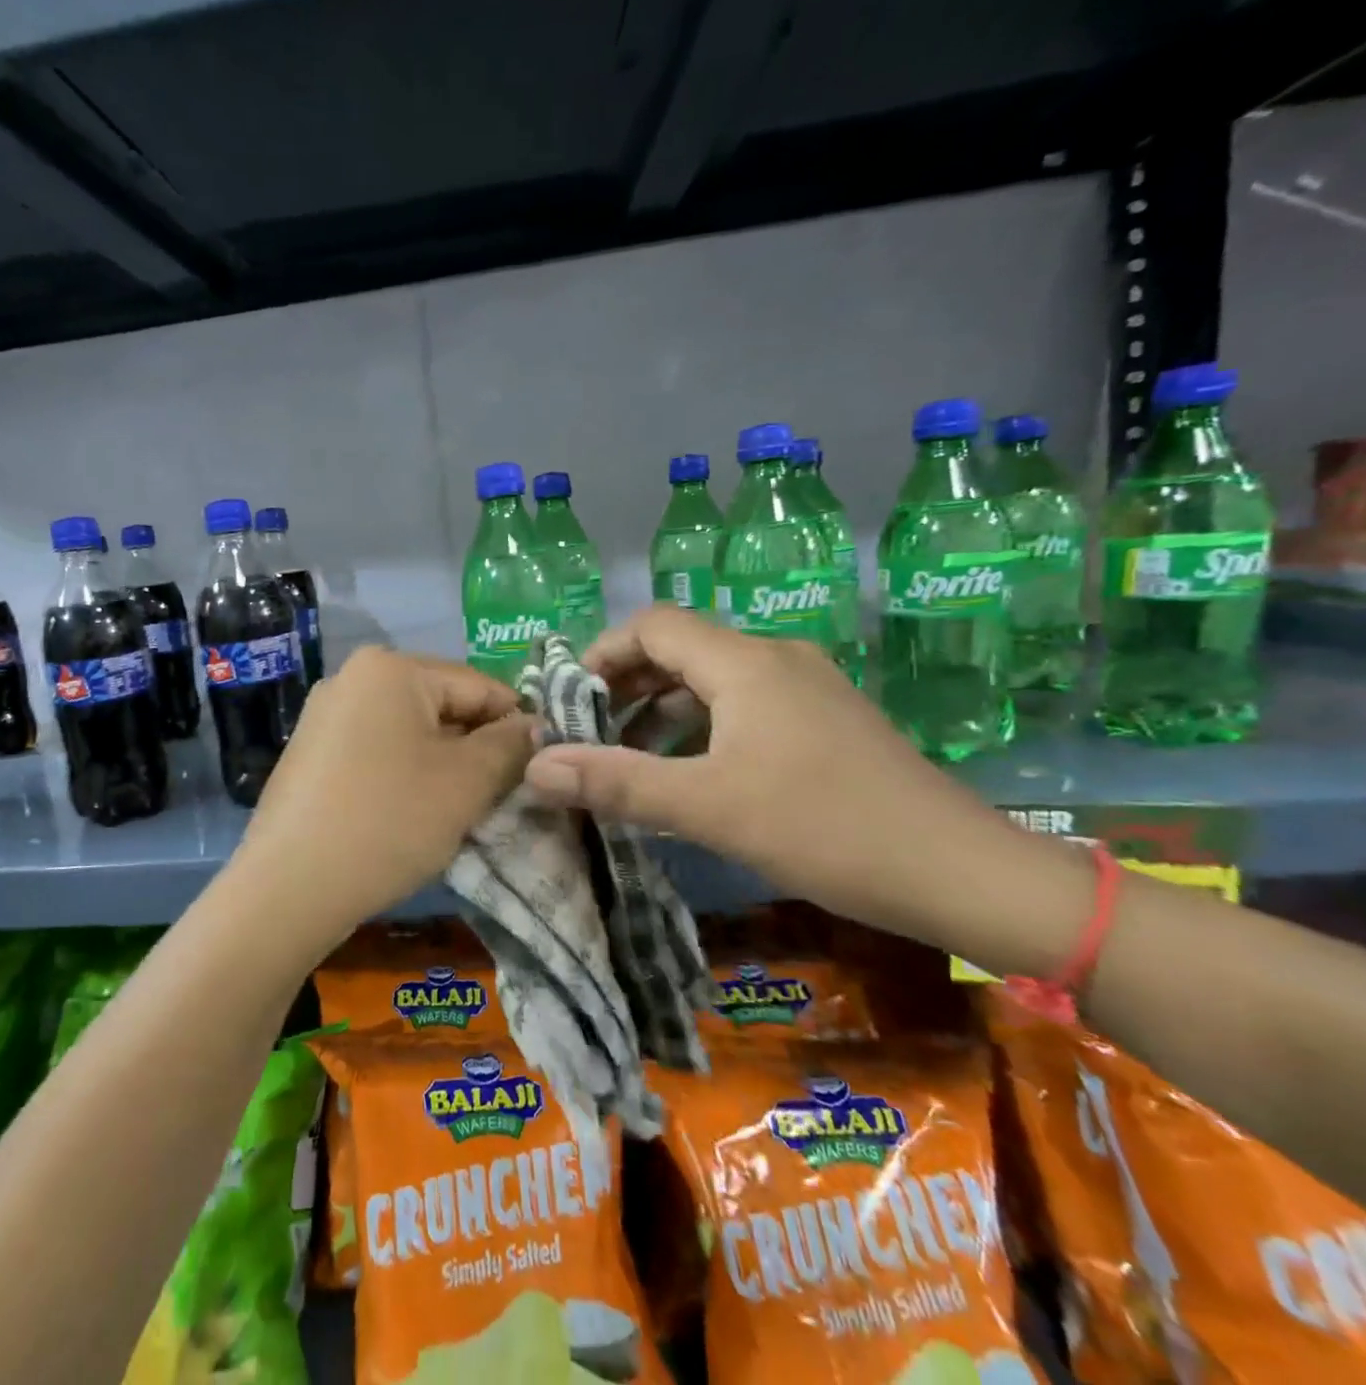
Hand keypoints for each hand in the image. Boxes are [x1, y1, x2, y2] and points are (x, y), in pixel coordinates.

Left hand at [231, 647, 534, 938]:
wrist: (289, 887)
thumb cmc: (389, 820)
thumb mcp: (467, 782)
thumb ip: (511, 745)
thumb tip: (535, 727)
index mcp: (390, 668)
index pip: (479, 685)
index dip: (517, 724)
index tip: (542, 767)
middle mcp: (351, 677)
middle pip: (441, 705)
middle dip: (476, 747)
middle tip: (501, 795)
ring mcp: (324, 715)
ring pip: (409, 731)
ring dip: (442, 765)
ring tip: (458, 809)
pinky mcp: (310, 753)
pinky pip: (377, 751)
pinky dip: (405, 774)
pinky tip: (411, 814)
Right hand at [521, 608, 1013, 928]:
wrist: (961, 872)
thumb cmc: (825, 828)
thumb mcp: (708, 807)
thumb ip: (617, 782)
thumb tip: (535, 768)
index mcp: (746, 663)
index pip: (652, 624)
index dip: (600, 652)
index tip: (568, 701)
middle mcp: (775, 658)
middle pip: (680, 646)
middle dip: (624, 683)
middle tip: (588, 730)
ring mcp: (805, 687)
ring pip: (711, 677)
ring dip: (660, 707)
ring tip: (627, 753)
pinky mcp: (823, 718)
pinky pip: (742, 703)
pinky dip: (700, 724)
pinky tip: (689, 770)